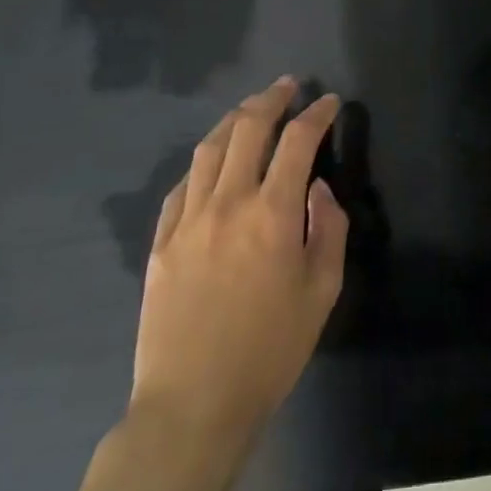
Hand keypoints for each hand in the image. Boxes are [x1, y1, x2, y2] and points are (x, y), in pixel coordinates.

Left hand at [129, 77, 348, 472]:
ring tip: (251, 111)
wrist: (193, 404)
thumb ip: (328, 228)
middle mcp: (227, 203)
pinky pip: (181, 186)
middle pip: (247, 129)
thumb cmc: (271, 348)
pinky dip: (203, 163)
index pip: (298, 141)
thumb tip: (317, 188)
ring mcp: (187, 221)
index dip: (317, 114)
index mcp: (272, 213)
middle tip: (288, 86)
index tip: (330, 102)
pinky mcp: (160, 243)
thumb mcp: (323, 290)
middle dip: (271, 99)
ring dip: (233, 121)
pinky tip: (213, 162)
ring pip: (209, 150)